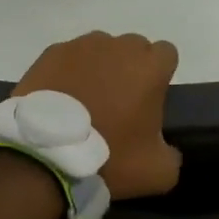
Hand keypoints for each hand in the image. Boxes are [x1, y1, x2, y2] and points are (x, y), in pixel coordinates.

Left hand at [13, 32, 181, 198]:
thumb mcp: (158, 172)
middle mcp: (118, 46)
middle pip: (133, 48)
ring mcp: (82, 46)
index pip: (166, 53)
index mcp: (149, 67)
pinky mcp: (52, 53)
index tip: (150, 98)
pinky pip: (69, 56)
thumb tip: (164, 147)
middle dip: (131, 68)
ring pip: (100, 49)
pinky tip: (61, 98)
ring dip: (100, 67)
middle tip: (119, 102)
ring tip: (86, 100)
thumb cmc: (109, 158)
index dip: (160, 74)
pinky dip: (69, 71)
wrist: (46, 156)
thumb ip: (172, 153)